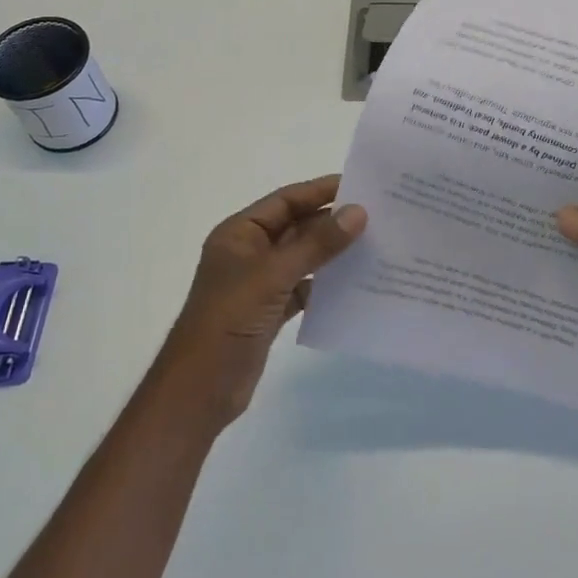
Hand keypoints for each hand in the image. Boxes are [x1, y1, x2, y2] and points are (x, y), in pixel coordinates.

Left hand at [158, 175, 365, 426]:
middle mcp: (249, 252)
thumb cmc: (229, 320)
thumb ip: (317, 243)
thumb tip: (358, 212)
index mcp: (239, 233)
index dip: (320, 191)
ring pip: (303, 257)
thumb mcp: (273, 275)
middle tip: (377, 216)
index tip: (360, 185)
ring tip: (375, 244)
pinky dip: (326, 284)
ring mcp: (259, 283)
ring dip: (332, 253)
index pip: (285, 200)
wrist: (199, 391)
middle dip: (332, 222)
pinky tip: (355, 283)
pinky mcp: (270, 311)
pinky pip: (304, 287)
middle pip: (296, 227)